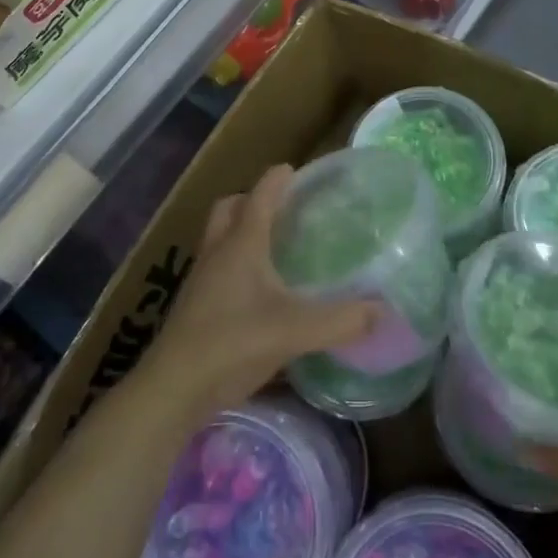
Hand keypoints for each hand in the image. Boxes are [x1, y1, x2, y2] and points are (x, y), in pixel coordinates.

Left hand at [142, 165, 378, 420]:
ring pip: (218, 238)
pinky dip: (234, 263)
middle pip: (229, 209)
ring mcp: (200, 279)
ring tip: (272, 246)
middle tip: (281, 208)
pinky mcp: (194, 306)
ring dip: (240, 231)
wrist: (173, 388)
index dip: (277, 179)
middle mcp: (217, 252)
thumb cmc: (233, 344)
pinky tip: (256, 291)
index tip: (293, 169)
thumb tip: (385, 310)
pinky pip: (215, 267)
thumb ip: (342, 320)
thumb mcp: (295, 331)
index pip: (259, 196)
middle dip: (252, 200)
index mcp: (241, 244)